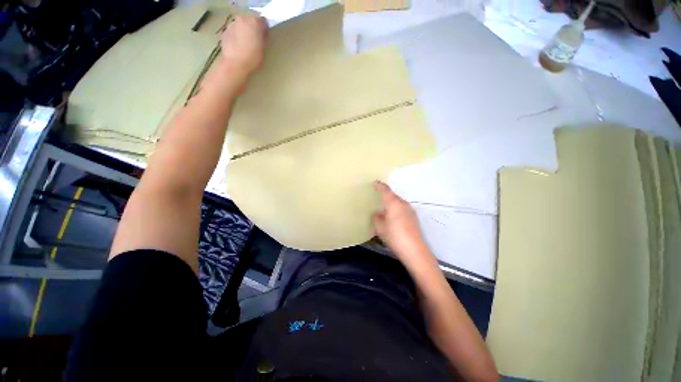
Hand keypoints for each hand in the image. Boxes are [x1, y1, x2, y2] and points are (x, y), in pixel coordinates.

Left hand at [220, 14, 267, 81]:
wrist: (235, 63)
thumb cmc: (253, 57)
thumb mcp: (263, 48)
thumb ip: (263, 37)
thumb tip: (262, 33)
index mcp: (254, 21)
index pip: (263, 21)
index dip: (265, 29)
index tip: (265, 37)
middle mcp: (242, 18)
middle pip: (250, 20)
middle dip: (253, 28)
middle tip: (255, 40)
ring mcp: (232, 24)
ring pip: (241, 25)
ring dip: (244, 31)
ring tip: (245, 44)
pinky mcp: (225, 31)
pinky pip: (234, 31)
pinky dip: (236, 35)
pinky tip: (238, 46)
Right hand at [372, 181, 436, 268]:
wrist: (414, 250)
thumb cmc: (394, 236)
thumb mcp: (379, 228)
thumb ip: (376, 218)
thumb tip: (377, 213)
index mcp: (394, 203)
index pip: (386, 190)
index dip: (380, 186)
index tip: (375, 182)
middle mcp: (403, 204)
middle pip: (393, 196)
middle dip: (386, 196)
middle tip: (378, 198)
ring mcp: (410, 211)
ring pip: (398, 203)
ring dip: (391, 204)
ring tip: (384, 209)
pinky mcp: (414, 218)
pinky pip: (402, 209)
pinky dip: (396, 210)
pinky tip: (393, 218)